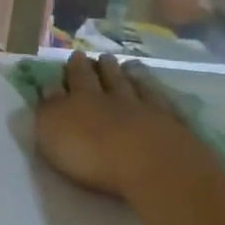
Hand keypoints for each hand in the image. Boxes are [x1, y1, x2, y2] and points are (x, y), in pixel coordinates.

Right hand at [34, 52, 216, 200]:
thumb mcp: (54, 132)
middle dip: (102, 67)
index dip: (75, 68)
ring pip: (138, 87)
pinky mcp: (176, 128)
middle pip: (108, 78)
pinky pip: (166, 105)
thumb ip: (49, 109)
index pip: (77, 78)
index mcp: (83, 99)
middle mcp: (116, 98)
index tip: (75, 55)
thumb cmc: (93, 155)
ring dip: (132, 75)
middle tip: (102, 56)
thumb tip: (48, 87)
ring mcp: (149, 110)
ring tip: (130, 65)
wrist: (154, 168)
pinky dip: (160, 95)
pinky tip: (161, 92)